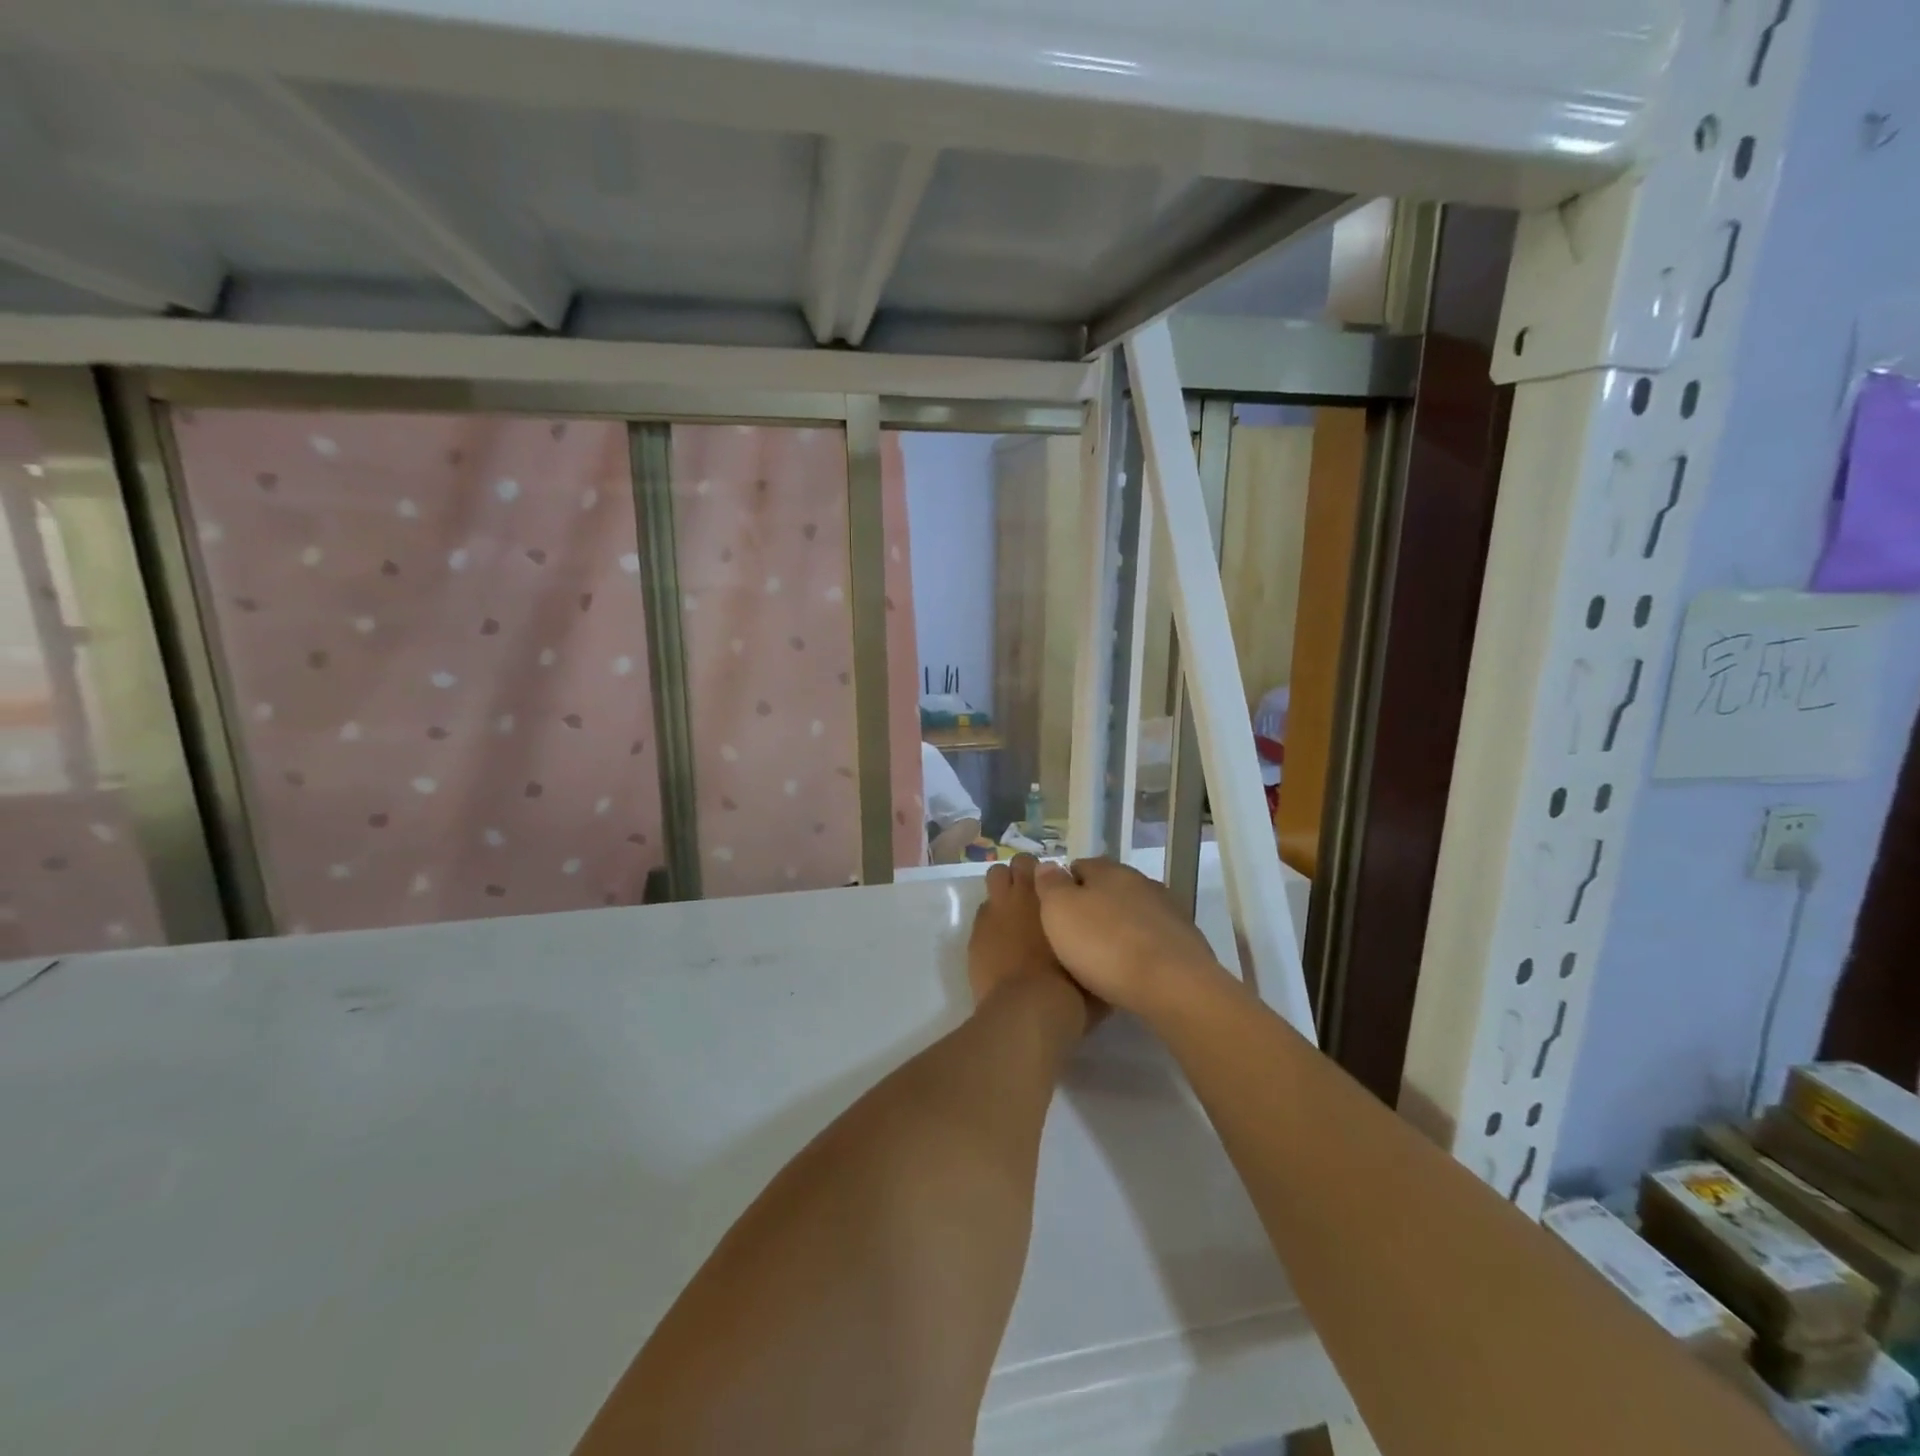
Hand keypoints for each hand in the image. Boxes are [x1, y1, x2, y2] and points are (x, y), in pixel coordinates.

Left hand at [967, 854, 1079, 1010]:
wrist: (1029, 1012)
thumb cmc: (1071, 990)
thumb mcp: (1092, 966)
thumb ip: (1090, 943)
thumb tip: (1098, 942)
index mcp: (1055, 898)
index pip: (1050, 869)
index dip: (1052, 879)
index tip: (1057, 892)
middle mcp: (1024, 895)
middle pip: (1019, 863)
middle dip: (1024, 873)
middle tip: (1033, 896)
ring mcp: (996, 912)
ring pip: (995, 878)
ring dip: (1003, 888)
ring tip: (1012, 911)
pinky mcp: (976, 934)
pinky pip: (983, 914)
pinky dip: (991, 921)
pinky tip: (999, 941)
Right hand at [1033, 857, 1225, 1017]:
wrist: (1173, 986)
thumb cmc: (1104, 944)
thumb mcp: (1059, 911)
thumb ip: (1050, 884)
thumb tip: (1047, 865)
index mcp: (1108, 869)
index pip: (1079, 866)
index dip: (1063, 886)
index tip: (1053, 912)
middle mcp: (1141, 881)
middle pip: (1108, 888)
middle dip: (1093, 906)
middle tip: (1074, 936)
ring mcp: (1168, 909)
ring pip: (1132, 912)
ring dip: (1119, 926)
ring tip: (1103, 956)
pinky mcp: (1186, 939)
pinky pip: (1153, 937)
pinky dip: (1141, 947)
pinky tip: (1132, 969)